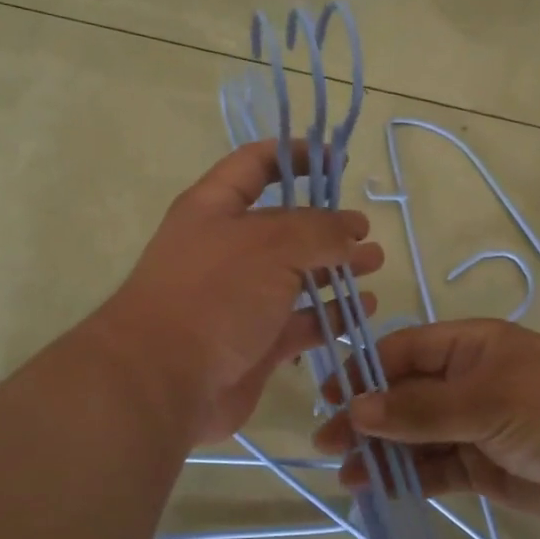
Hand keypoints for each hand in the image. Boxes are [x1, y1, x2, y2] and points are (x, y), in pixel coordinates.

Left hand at [92, 142, 384, 444]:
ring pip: (297, 276)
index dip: (296, 156)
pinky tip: (363, 310)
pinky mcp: (256, 342)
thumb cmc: (214, 294)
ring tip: (375, 264)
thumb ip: (319, 231)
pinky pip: (301, 322)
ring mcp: (241, 299)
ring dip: (337, 269)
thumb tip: (351, 230)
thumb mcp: (271, 245)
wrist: (163, 382)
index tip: (339, 161)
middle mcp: (228, 249)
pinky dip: (331, 315)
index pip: (257, 165)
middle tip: (366, 231)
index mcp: (215, 209)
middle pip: (285, 226)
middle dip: (328, 225)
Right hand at [311, 319, 539, 531]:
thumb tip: (357, 410)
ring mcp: (474, 425)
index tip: (331, 398)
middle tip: (326, 443)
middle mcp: (468, 381)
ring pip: (416, 436)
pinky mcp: (482, 467)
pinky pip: (435, 468)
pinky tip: (378, 489)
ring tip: (347, 476)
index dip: (366, 371)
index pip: (405, 351)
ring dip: (382, 452)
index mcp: (471, 347)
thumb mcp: (483, 401)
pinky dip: (408, 477)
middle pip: (405, 396)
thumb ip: (419, 409)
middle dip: (367, 418)